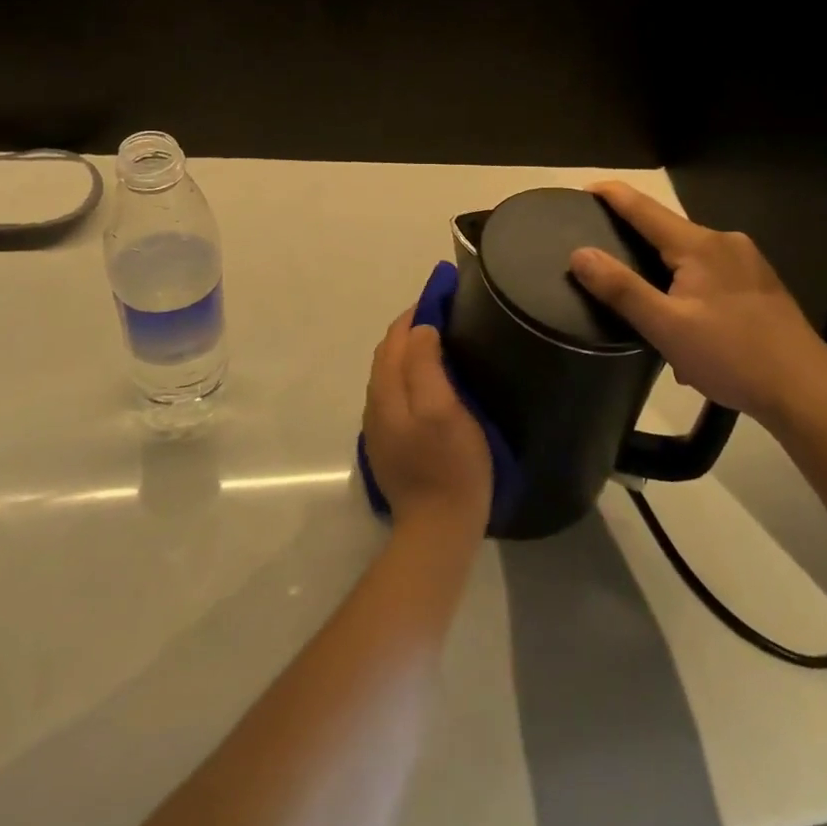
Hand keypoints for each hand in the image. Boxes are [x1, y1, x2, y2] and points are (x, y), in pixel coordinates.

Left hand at [363, 307, 493, 535]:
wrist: (438, 529)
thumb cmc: (450, 465)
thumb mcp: (444, 409)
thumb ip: (427, 366)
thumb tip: (421, 329)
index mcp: (387, 390)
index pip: (396, 337)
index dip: (417, 312)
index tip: (444, 296)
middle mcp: (376, 403)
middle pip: (389, 352)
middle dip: (412, 328)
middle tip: (446, 315)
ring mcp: (380, 426)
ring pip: (390, 373)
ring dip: (410, 350)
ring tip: (441, 341)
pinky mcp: (390, 443)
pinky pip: (396, 393)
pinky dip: (410, 373)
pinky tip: (431, 380)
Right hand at [569, 182, 826, 427]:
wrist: (806, 388)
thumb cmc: (731, 355)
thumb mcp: (666, 326)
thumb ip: (620, 289)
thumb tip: (580, 254)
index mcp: (699, 245)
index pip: (645, 208)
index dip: (612, 196)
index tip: (584, 190)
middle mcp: (725, 242)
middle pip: (668, 231)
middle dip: (637, 243)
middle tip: (606, 262)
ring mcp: (748, 263)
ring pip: (692, 258)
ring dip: (666, 276)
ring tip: (647, 309)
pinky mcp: (761, 285)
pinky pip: (712, 276)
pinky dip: (691, 291)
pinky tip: (689, 329)